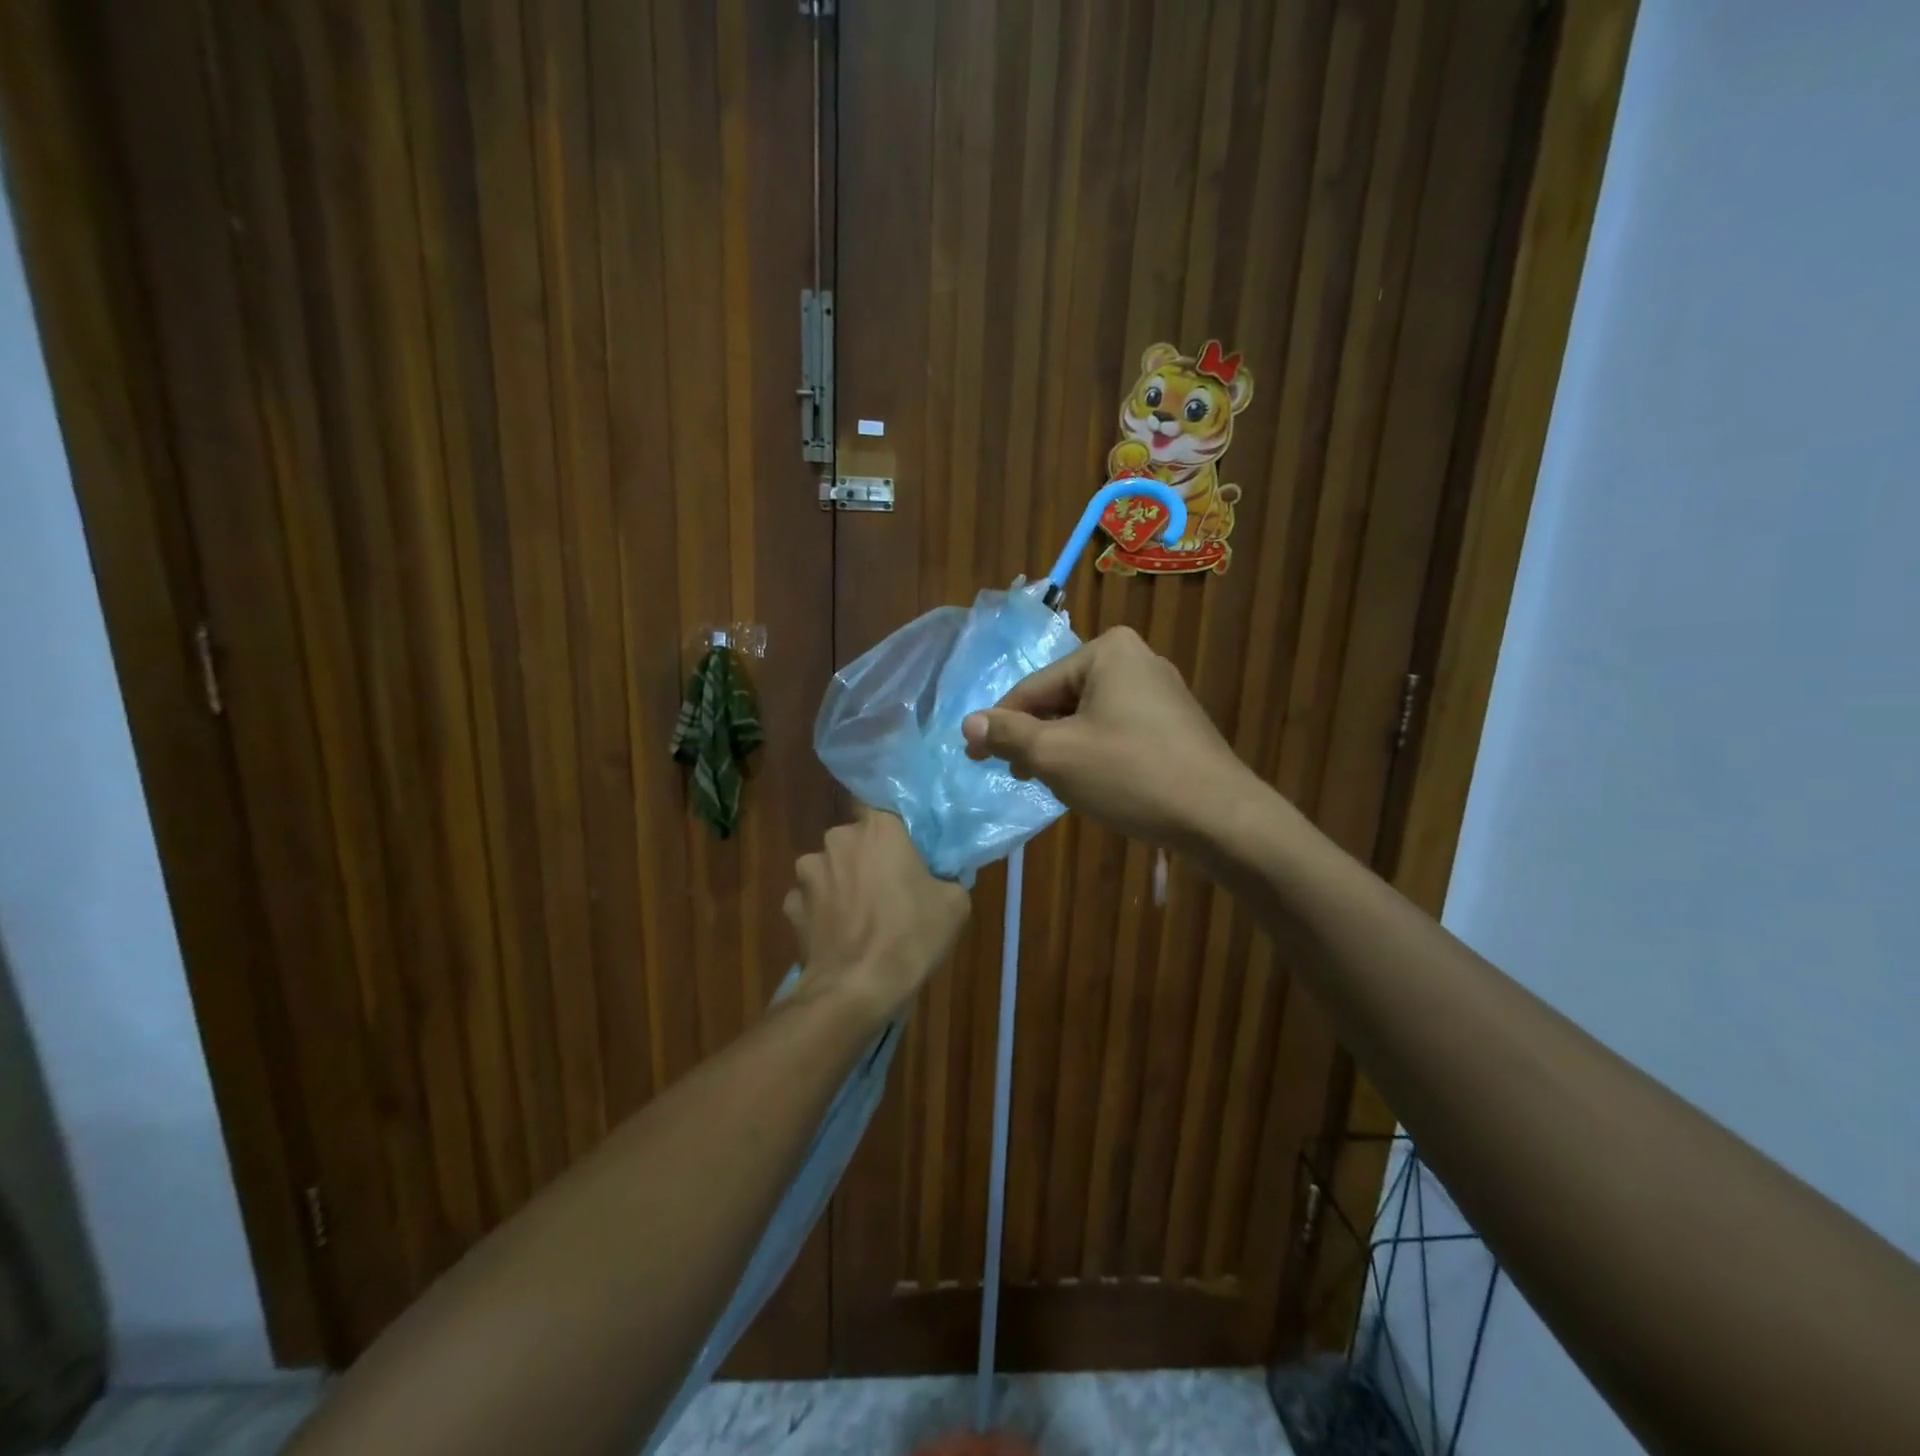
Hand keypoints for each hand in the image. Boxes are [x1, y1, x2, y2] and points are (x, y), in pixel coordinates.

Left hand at [784, 810, 969, 1017]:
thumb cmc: (911, 937)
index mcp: (879, 828)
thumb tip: (939, 875)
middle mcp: (837, 838)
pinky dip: (822, 912)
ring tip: (859, 917)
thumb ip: (947, 875)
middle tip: (888, 887)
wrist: (855, 990)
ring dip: (841, 884)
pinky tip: (838, 936)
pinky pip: (811, 900)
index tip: (904, 849)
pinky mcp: (790, 905)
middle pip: (855, 839)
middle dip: (867, 858)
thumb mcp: (956, 904)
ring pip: (830, 869)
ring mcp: (808, 872)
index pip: (882, 808)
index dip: (893, 830)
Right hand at [961, 626, 1256, 850]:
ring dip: (1062, 748)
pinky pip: (1117, 729)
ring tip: (1048, 783)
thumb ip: (1008, 734)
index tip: (973, 756)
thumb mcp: (1056, 755)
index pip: (1034, 687)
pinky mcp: (1175, 723)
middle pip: (1062, 699)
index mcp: (1107, 651)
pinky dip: (1094, 752)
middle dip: (1035, 737)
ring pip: (1089, 717)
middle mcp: (1137, 659)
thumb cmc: (1130, 775)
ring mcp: (1161, 691)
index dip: (1000, 725)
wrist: (1220, 816)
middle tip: (1013, 774)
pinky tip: (1090, 782)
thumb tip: (968, 722)